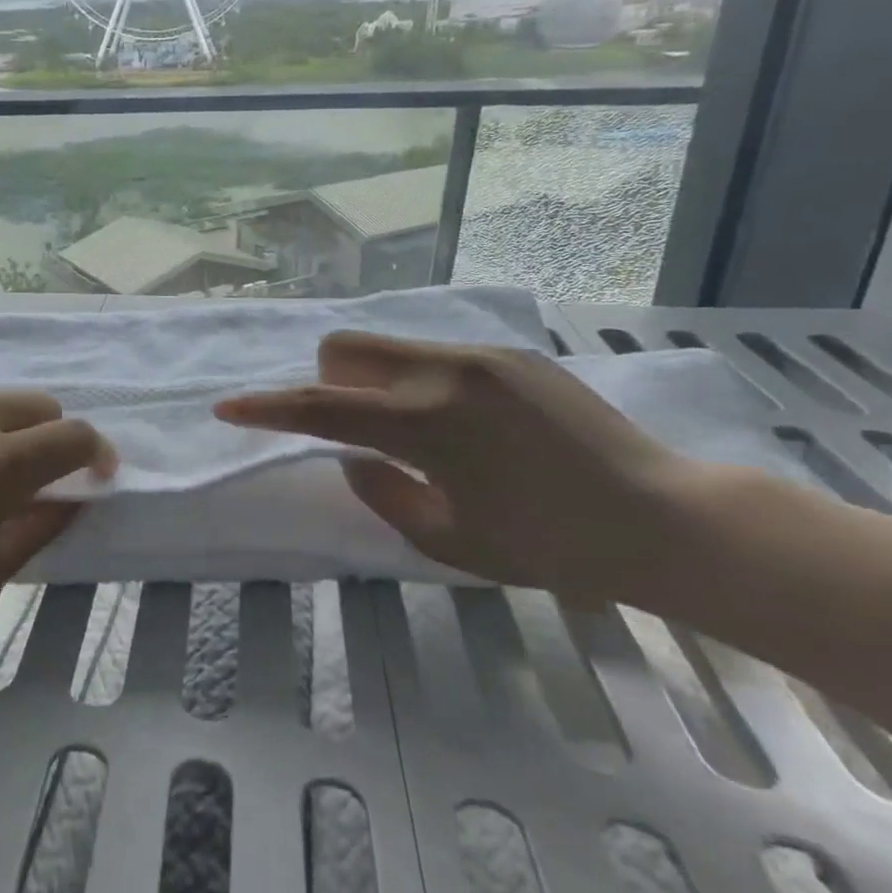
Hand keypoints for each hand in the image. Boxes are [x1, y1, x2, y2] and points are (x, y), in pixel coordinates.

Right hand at [216, 332, 711, 603]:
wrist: (664, 517)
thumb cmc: (551, 546)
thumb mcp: (449, 539)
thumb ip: (382, 492)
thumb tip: (355, 456)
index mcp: (427, 423)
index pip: (321, 408)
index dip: (266, 410)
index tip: (227, 408)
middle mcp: (446, 372)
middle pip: (344, 348)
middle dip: (327, 384)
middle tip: (357, 431)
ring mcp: (481, 355)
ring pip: (387, 346)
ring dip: (372, 383)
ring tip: (418, 432)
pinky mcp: (510, 354)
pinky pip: (433, 354)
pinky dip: (417, 383)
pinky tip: (466, 427)